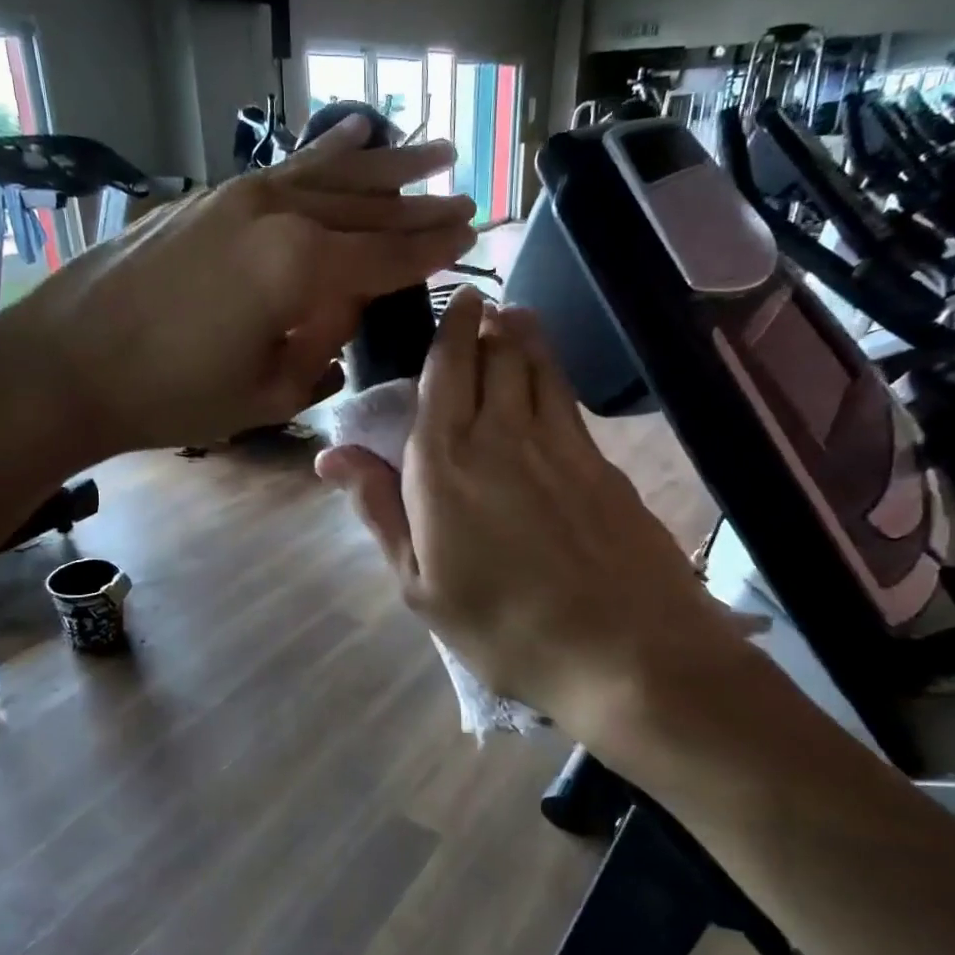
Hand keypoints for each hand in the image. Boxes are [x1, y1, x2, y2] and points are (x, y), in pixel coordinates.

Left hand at [0, 114, 475, 458]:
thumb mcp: (267, 392)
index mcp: (299, 267)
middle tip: (465, 197)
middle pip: (365, 207)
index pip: (385, 254)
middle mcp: (276, 214)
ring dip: (385, 166)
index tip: (472, 236)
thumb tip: (339, 312)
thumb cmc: (171, 396)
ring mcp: (237, 196)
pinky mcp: (207, 197)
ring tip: (432, 151)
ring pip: (329, 175)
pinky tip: (352, 133)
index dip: (431, 249)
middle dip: (419, 205)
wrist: (66, 365)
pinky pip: (283, 170)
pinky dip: (323, 154)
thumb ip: (320, 347)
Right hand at [316, 289, 762, 746]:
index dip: (447, 330)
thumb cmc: (504, 628)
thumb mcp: (420, 584)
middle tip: (476, 310)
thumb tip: (330, 454)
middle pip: (492, 354)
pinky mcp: (602, 460)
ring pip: (536, 364)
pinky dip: (551, 372)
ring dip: (520, 334)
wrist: (624, 650)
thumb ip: (379, 509)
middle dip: (482, 323)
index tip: (452, 304)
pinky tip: (548, 378)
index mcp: (443, 463)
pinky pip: (567, 397)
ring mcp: (559, 442)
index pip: (442, 372)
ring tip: (511, 318)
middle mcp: (500, 433)